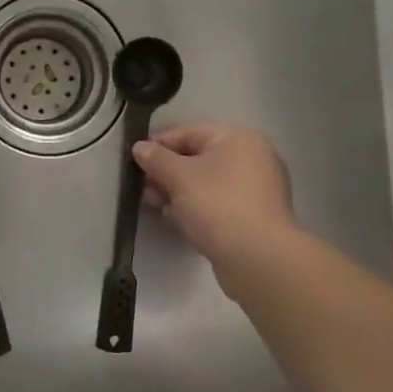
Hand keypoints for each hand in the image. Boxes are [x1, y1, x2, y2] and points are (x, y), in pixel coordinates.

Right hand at [133, 123, 294, 264]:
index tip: (135, 161)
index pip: (189, 133)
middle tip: (144, 189)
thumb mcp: (178, 176)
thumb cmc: (216, 205)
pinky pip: (218, 204)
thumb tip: (140, 147)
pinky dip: (197, 208)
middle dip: (167, 173)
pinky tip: (179, 221)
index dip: (159, 144)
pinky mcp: (254, 217)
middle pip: (198, 158)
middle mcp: (253, 158)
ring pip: (207, 184)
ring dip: (179, 193)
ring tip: (157, 207)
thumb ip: (155, 158)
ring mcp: (257, 190)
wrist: (257, 258)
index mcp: (239, 139)